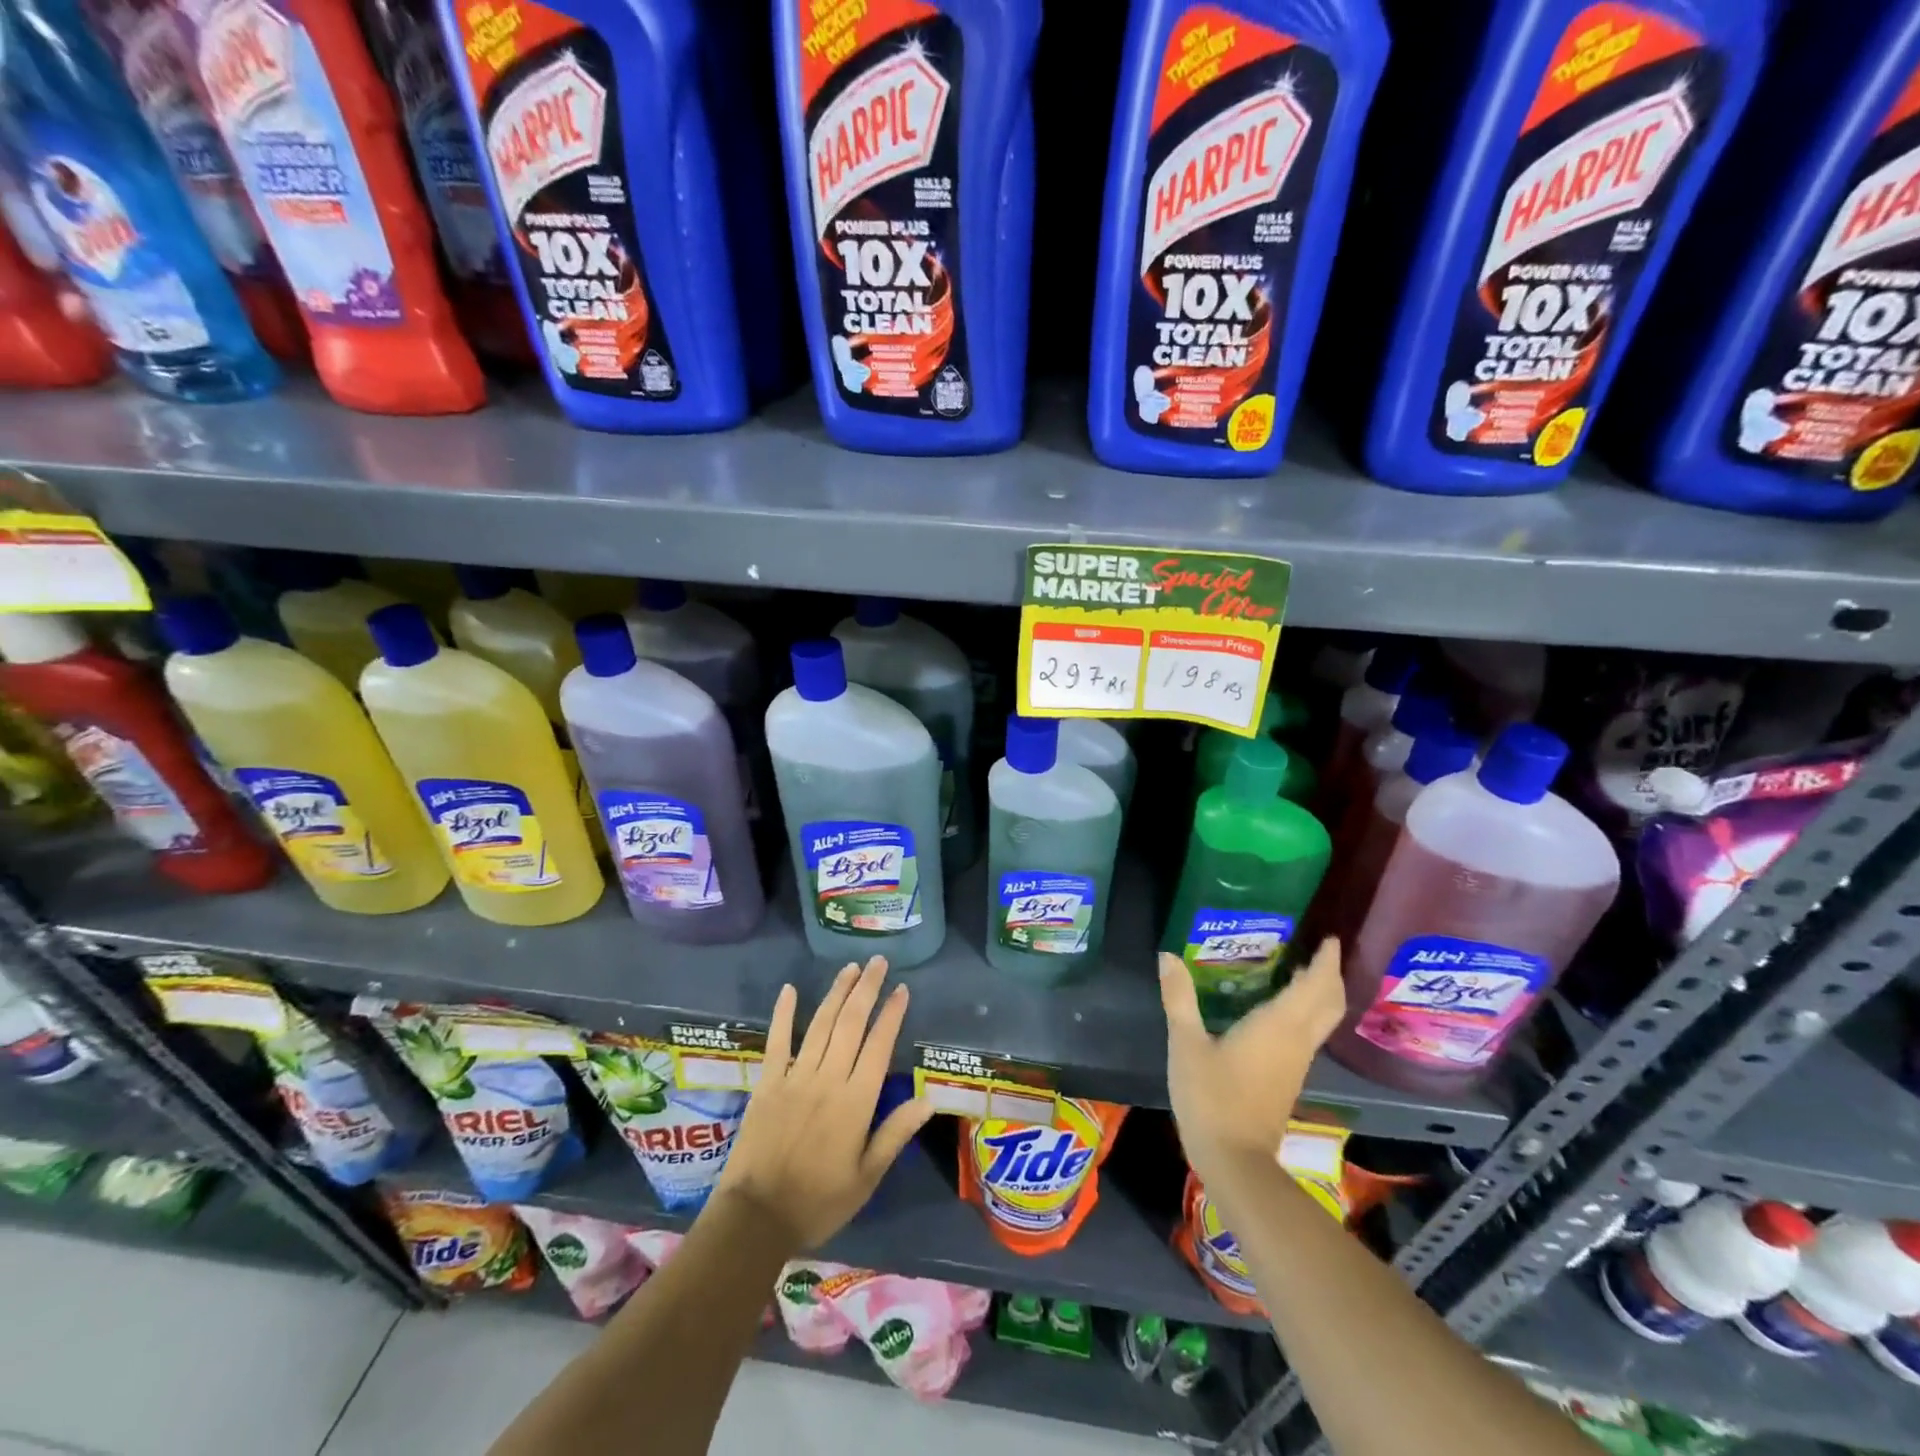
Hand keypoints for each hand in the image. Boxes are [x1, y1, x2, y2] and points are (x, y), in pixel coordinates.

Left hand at [715, 956, 933, 1251]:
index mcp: (856, 1101)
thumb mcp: (866, 1177)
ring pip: (821, 1024)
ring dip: (837, 993)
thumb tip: (928, 1099)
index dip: (892, 1014)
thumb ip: (895, 1133)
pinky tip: (790, 990)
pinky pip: (778, 1041)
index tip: (902, 989)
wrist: (756, 1218)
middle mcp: (828, 1078)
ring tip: (850, 968)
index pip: (878, 1045)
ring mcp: (795, 1076)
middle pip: (851, 1023)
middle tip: (879, 962)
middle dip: (867, 989)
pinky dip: (784, 1013)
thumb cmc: (819, 1201)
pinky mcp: (768, 1082)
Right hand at [1158, 940, 1345, 1182]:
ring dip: (1319, 993)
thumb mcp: (1186, 1044)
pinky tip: (1280, 1008)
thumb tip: (1168, 956)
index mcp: (1278, 1025)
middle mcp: (1297, 1040)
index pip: (1315, 985)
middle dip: (1330, 974)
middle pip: (1329, 1002)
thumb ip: (1179, 998)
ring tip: (1299, 969)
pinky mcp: (1289, 1078)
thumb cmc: (1212, 1097)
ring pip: (1322, 1019)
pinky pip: (1308, 1033)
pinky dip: (1306, 1012)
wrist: (1235, 1161)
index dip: (1326, 960)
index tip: (1327, 936)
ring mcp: (1296, 1062)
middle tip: (1318, 949)